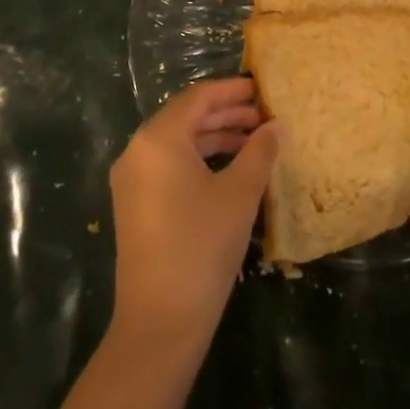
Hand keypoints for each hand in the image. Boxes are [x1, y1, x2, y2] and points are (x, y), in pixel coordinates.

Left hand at [108, 78, 278, 362]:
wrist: (161, 319)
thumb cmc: (202, 244)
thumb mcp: (239, 193)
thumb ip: (260, 152)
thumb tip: (277, 126)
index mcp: (157, 139)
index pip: (197, 98)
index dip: (231, 90)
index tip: (261, 89)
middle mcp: (137, 151)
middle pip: (185, 118)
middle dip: (226, 114)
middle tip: (264, 116)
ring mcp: (132, 181)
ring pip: (177, 144)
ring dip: (215, 138)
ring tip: (255, 142)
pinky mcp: (135, 205)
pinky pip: (169, 167)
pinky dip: (200, 161)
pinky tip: (230, 171)